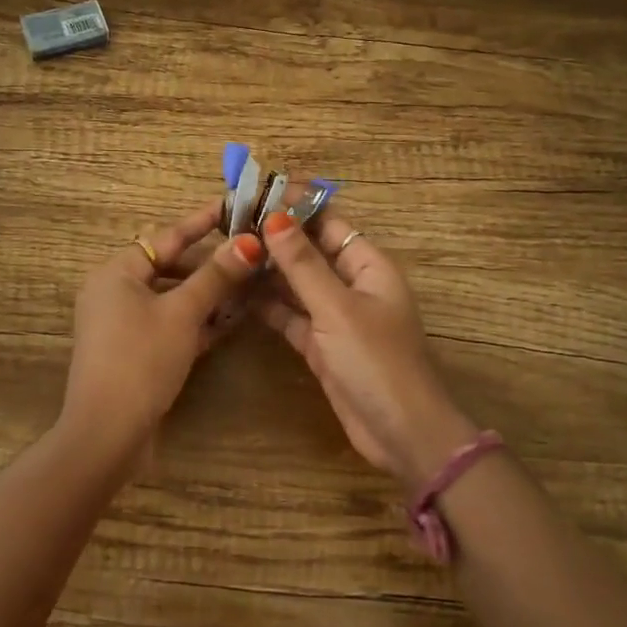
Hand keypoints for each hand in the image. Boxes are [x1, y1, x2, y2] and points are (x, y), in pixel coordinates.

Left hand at [60, 199, 263, 459]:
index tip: (233, 206)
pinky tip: (229, 321)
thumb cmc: (141, 360)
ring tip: (248, 285)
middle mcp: (114, 291)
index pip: (167, 236)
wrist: (107, 433)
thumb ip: (216, 276)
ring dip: (206, 294)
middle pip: (169, 266)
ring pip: (171, 297)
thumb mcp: (182, 313)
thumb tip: (249, 241)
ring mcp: (122, 323)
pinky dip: (194, 321)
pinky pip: (167, 324)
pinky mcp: (132, 350)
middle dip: (209, 264)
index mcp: (117, 272)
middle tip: (249, 253)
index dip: (202, 222)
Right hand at [255, 211, 476, 485]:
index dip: (295, 206)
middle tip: (228, 223)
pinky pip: (291, 315)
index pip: (328, 222)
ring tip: (225, 252)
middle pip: (310, 251)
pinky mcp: (321, 345)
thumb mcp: (336, 308)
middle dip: (275, 238)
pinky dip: (268, 306)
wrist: (401, 434)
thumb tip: (274, 217)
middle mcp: (353, 285)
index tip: (254, 192)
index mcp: (368, 265)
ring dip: (267, 271)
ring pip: (297, 283)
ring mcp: (336, 316)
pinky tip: (237, 293)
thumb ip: (303, 264)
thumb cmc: (375, 362)